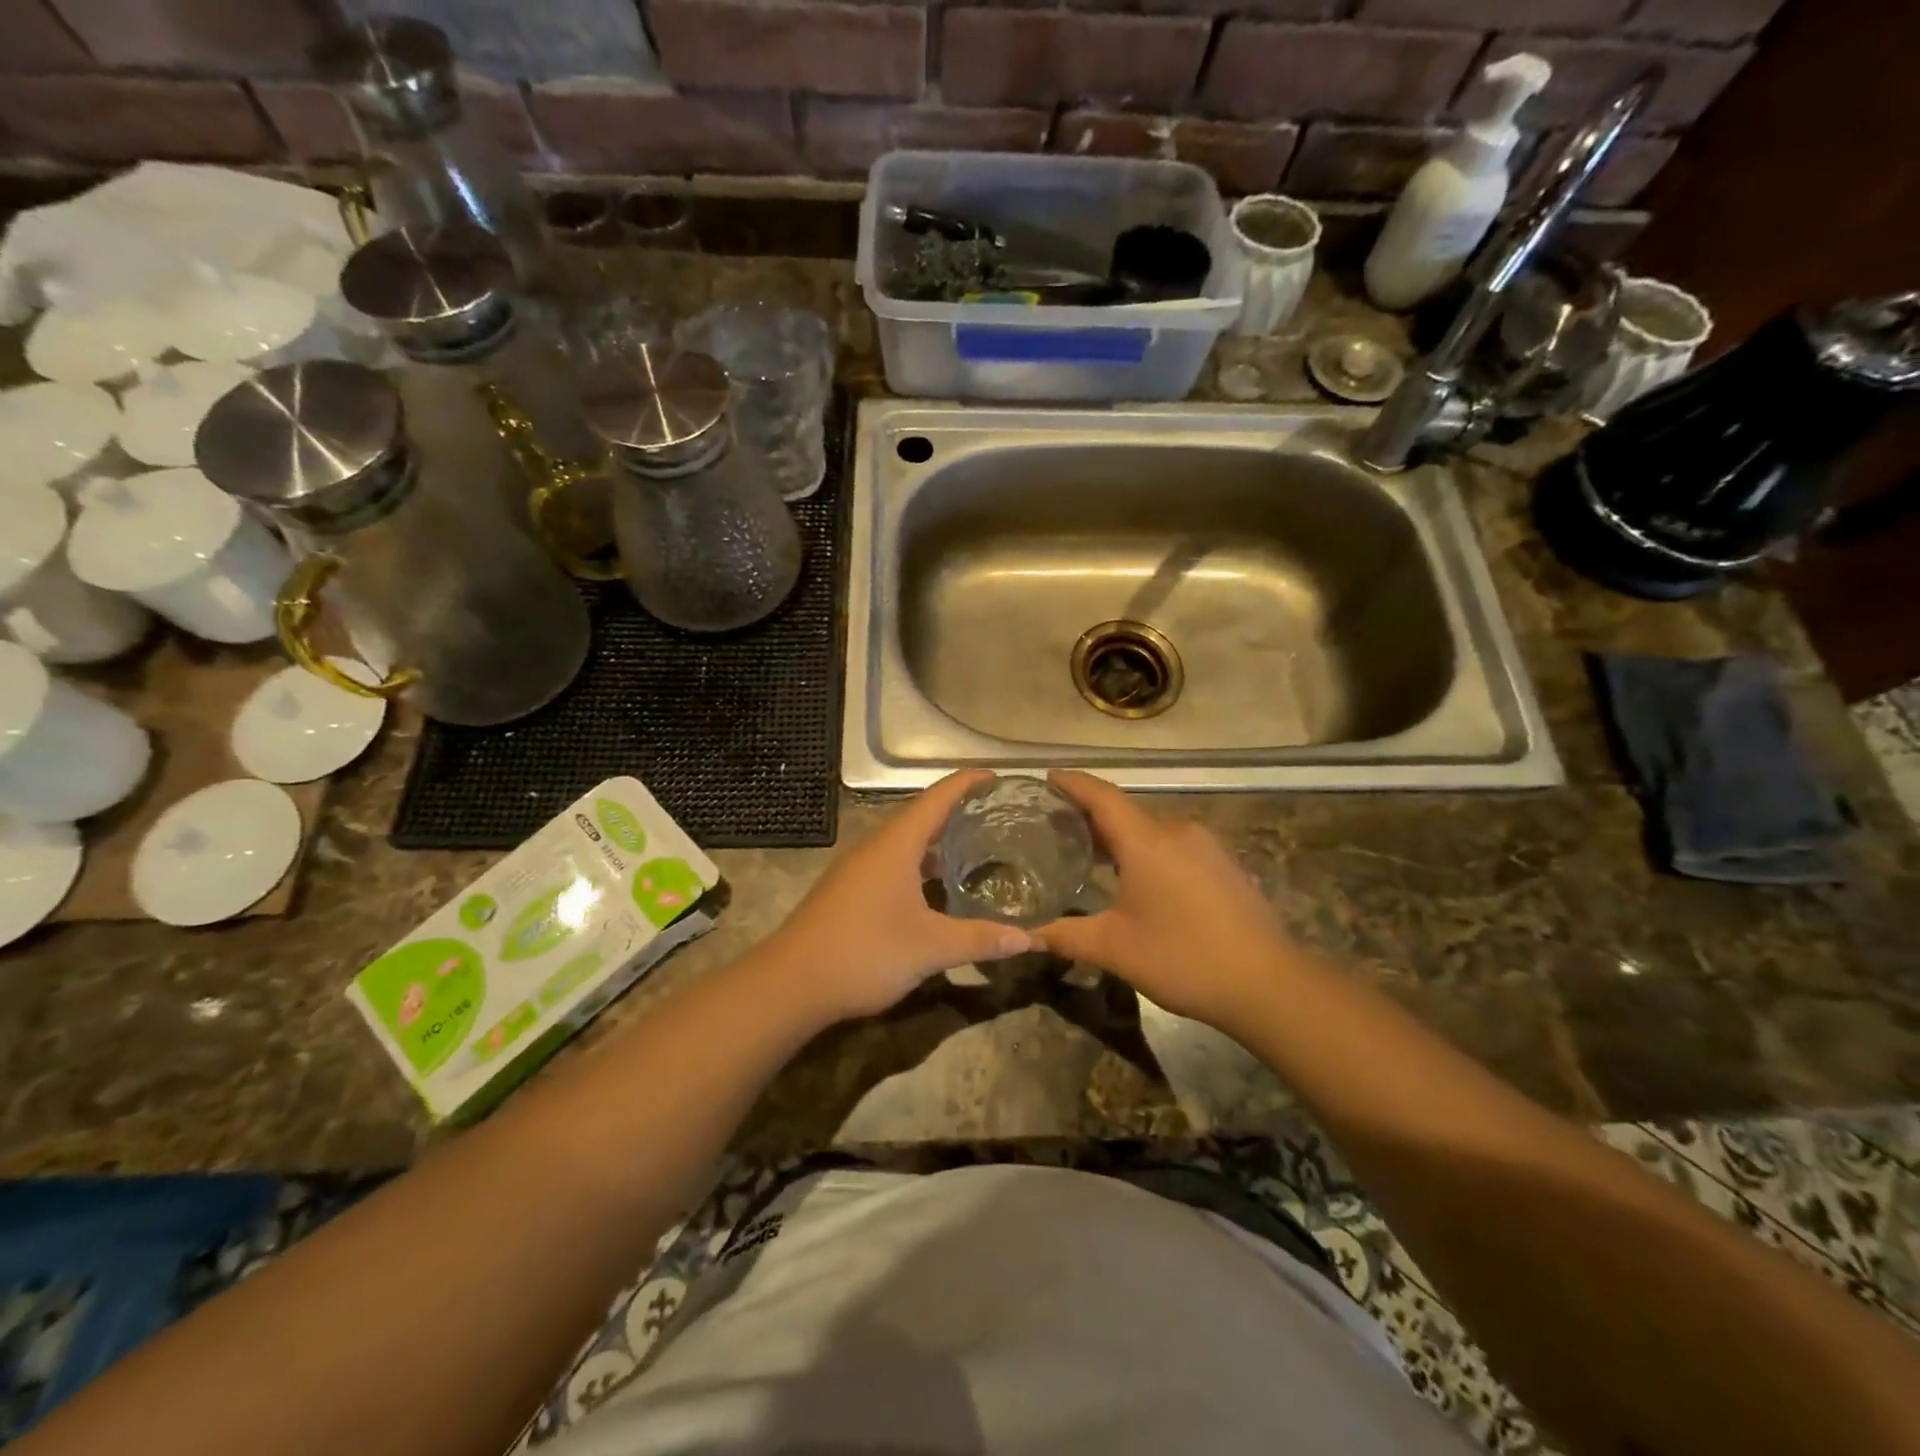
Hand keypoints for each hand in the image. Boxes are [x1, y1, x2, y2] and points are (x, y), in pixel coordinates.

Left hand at [769, 770, 1032, 1021]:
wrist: (790, 984)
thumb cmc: (864, 952)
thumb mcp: (930, 948)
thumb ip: (980, 939)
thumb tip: (1030, 939)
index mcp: (895, 845)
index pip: (937, 798)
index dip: (967, 783)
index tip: (998, 779)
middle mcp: (874, 847)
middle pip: (920, 816)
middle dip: (956, 812)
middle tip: (996, 817)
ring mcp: (856, 869)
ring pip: (903, 843)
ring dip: (936, 842)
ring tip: (974, 850)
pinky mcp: (847, 891)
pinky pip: (891, 863)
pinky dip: (918, 865)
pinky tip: (935, 890)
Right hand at [1034, 770, 1298, 1030]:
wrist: (1268, 983)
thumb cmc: (1183, 957)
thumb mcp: (1114, 949)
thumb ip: (1065, 936)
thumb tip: (1025, 936)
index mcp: (1146, 841)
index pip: (1102, 796)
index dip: (1072, 783)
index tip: (1048, 777)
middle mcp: (1177, 831)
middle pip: (1125, 812)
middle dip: (1090, 816)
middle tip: (1055, 826)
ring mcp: (1206, 846)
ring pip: (1151, 830)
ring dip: (1121, 837)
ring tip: (1090, 854)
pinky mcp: (1224, 864)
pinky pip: (1174, 845)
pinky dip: (1147, 851)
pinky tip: (1137, 878)